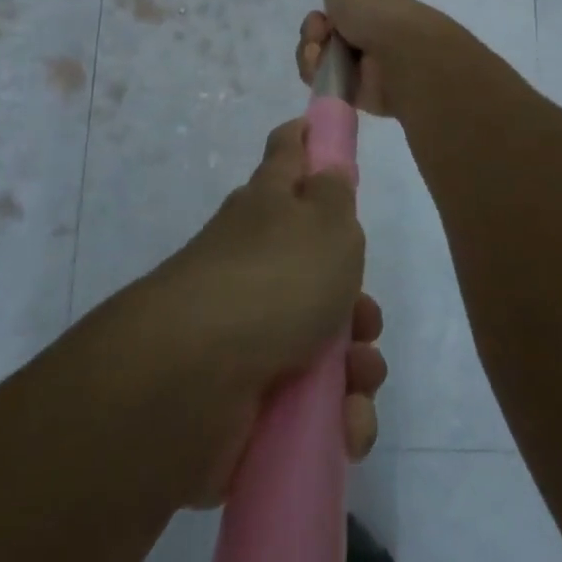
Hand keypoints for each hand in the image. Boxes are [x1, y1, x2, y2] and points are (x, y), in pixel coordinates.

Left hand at [153, 119, 386, 506]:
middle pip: (318, 266)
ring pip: (321, 339)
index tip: (320, 134)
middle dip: (357, 300)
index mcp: (270, 206)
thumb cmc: (274, 279)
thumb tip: (327, 165)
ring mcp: (248, 326)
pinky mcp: (247, 390)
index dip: (305, 140)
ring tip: (358, 382)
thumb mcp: (325, 222)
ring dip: (355, 365)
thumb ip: (333, 192)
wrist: (196, 377)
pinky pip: (307, 401)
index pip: (287, 154)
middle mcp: (256, 259)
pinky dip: (333, 416)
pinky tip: (344, 426)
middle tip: (365, 318)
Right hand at [295, 0, 426, 117]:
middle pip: (324, 27)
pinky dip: (316, 72)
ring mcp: (361, 59)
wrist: (397, 54)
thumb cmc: (373, 8)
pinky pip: (321, 79)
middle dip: (313, 27)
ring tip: (319, 50)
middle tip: (320, 28)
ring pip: (318, 53)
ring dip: (311, 49)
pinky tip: (323, 68)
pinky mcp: (352, 87)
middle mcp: (368, 26)